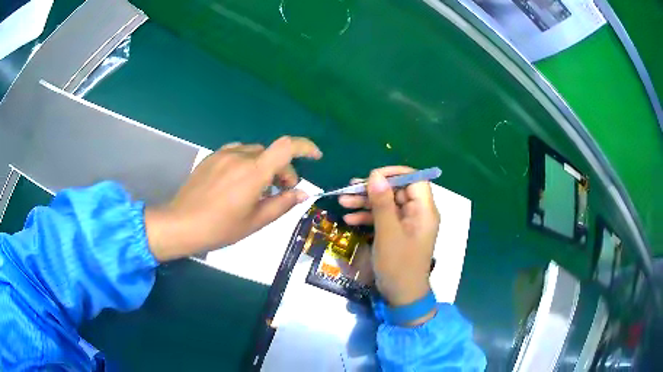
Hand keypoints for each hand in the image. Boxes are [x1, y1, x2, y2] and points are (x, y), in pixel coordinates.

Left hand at [145, 136, 321, 261]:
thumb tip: (302, 194)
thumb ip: (282, 204)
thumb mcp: (255, 222)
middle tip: (281, 192)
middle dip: (283, 170)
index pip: (287, 147)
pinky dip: (248, 163)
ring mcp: (223, 154)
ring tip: (259, 188)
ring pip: (255, 152)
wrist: (181, 224)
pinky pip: (238, 153)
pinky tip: (239, 182)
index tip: (316, 157)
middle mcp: (240, 156)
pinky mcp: (212, 157)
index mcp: (253, 172)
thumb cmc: (219, 228)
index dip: (306, 147)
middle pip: (272, 153)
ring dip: (265, 166)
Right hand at [339, 166, 439, 324]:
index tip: (372, 176)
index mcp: (424, 210)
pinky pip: (384, 218)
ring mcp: (408, 223)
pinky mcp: (399, 233)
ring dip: (366, 202)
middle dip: (373, 189)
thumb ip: (382, 203)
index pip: (414, 179)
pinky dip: (368, 217)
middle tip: (350, 189)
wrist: (402, 295)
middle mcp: (419, 213)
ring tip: (343, 202)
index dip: (394, 174)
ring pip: (388, 204)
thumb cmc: (398, 265)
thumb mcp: (387, 233)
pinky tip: (350, 218)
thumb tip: (375, 174)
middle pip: (397, 191)